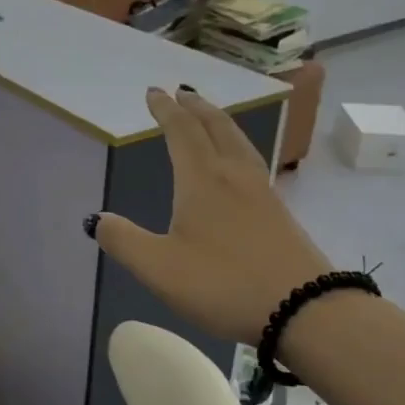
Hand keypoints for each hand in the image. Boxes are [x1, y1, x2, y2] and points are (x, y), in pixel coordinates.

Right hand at [90, 88, 331, 346]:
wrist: (307, 311)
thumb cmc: (223, 284)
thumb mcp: (158, 267)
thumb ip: (123, 240)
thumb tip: (97, 220)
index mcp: (202, 181)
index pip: (182, 132)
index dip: (165, 110)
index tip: (153, 92)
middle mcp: (234, 177)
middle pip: (216, 128)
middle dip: (196, 107)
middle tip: (181, 93)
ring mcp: (262, 194)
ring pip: (239, 143)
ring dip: (220, 122)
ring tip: (209, 117)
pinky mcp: (280, 214)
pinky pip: (252, 162)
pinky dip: (236, 146)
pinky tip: (237, 165)